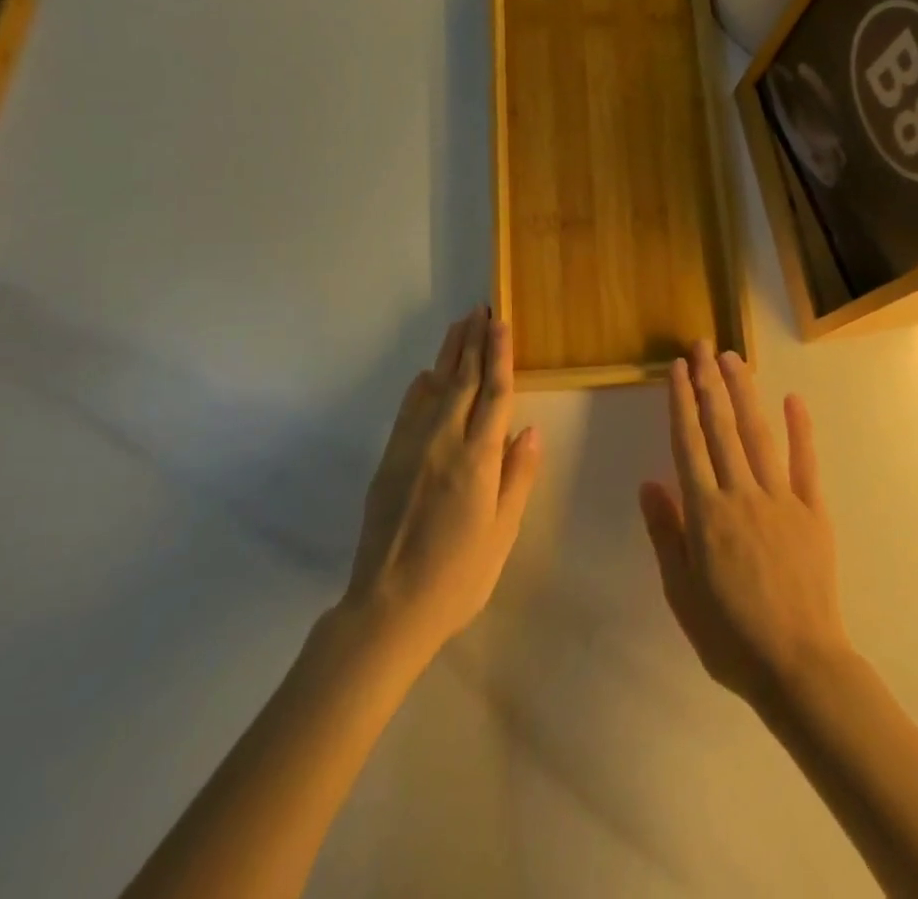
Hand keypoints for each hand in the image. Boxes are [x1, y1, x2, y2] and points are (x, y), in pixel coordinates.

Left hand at [343, 307, 541, 661]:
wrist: (388, 607)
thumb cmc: (458, 576)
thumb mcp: (502, 532)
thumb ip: (517, 476)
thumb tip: (529, 430)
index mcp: (478, 459)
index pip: (495, 393)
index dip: (500, 355)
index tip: (501, 323)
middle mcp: (444, 442)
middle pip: (464, 380)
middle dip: (475, 342)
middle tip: (481, 309)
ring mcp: (412, 448)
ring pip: (435, 388)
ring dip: (450, 355)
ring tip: (460, 326)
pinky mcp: (389, 460)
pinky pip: (408, 411)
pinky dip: (421, 387)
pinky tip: (428, 374)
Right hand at [639, 343, 849, 708]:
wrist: (799, 667)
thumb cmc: (730, 636)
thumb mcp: (681, 592)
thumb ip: (666, 533)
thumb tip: (649, 482)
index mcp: (706, 512)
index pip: (688, 443)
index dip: (681, 402)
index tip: (677, 368)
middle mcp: (741, 493)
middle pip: (721, 427)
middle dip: (709, 382)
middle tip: (702, 346)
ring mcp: (781, 499)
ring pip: (758, 434)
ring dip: (744, 393)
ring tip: (733, 358)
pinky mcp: (812, 511)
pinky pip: (805, 463)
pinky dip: (800, 429)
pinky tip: (793, 399)